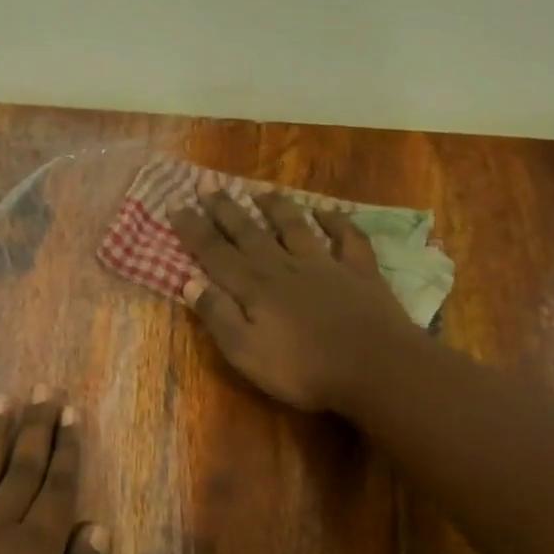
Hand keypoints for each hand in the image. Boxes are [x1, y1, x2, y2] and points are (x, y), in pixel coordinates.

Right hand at [170, 185, 418, 414]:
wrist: (377, 368)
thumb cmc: (304, 369)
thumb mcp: (245, 352)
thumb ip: (217, 315)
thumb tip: (189, 282)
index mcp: (253, 286)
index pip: (214, 251)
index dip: (193, 228)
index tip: (175, 203)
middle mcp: (283, 266)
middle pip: (249, 232)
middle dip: (225, 209)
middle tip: (208, 184)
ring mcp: (324, 265)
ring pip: (295, 227)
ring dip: (276, 208)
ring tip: (261, 191)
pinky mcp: (359, 272)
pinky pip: (347, 238)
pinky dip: (336, 221)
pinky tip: (327, 211)